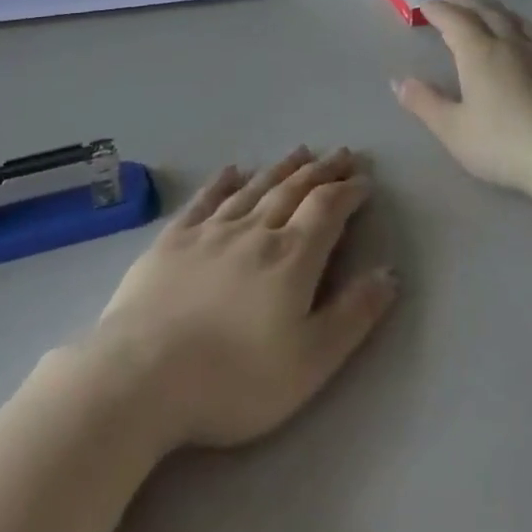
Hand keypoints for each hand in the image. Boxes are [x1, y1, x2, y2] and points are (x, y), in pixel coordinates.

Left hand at [85, 147, 396, 450]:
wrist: (141, 377)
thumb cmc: (234, 379)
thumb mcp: (310, 361)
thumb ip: (353, 315)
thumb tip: (390, 273)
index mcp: (291, 257)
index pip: (328, 209)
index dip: (349, 191)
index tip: (364, 180)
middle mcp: (254, 231)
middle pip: (294, 190)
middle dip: (321, 170)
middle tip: (340, 153)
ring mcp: (210, 232)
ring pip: (254, 188)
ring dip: (281, 168)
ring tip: (300, 151)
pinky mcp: (172, 241)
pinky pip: (205, 200)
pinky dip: (222, 182)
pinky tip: (232, 169)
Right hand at [392, 0, 531, 197]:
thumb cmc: (502, 144)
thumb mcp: (452, 129)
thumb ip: (424, 102)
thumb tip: (398, 81)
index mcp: (479, 53)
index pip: (454, 20)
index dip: (437, 9)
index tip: (424, 2)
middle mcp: (509, 42)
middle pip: (484, 11)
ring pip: (514, 18)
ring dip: (494, 7)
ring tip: (484, 4)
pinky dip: (524, 26)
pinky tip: (528, 34)